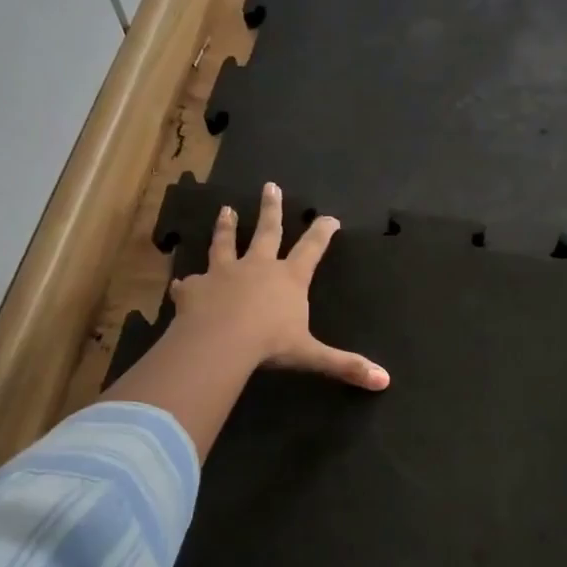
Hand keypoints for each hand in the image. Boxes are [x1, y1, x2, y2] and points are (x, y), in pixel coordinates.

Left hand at [168, 182, 388, 390]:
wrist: (219, 342)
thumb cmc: (270, 344)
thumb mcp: (311, 355)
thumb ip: (345, 364)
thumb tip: (385, 381)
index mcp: (289, 279)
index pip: (311, 249)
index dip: (322, 232)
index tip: (329, 217)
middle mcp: (257, 267)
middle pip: (267, 231)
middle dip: (271, 209)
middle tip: (270, 186)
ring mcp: (223, 273)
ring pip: (226, 243)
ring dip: (227, 227)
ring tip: (226, 210)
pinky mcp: (195, 287)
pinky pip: (190, 283)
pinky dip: (187, 282)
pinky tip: (181, 281)